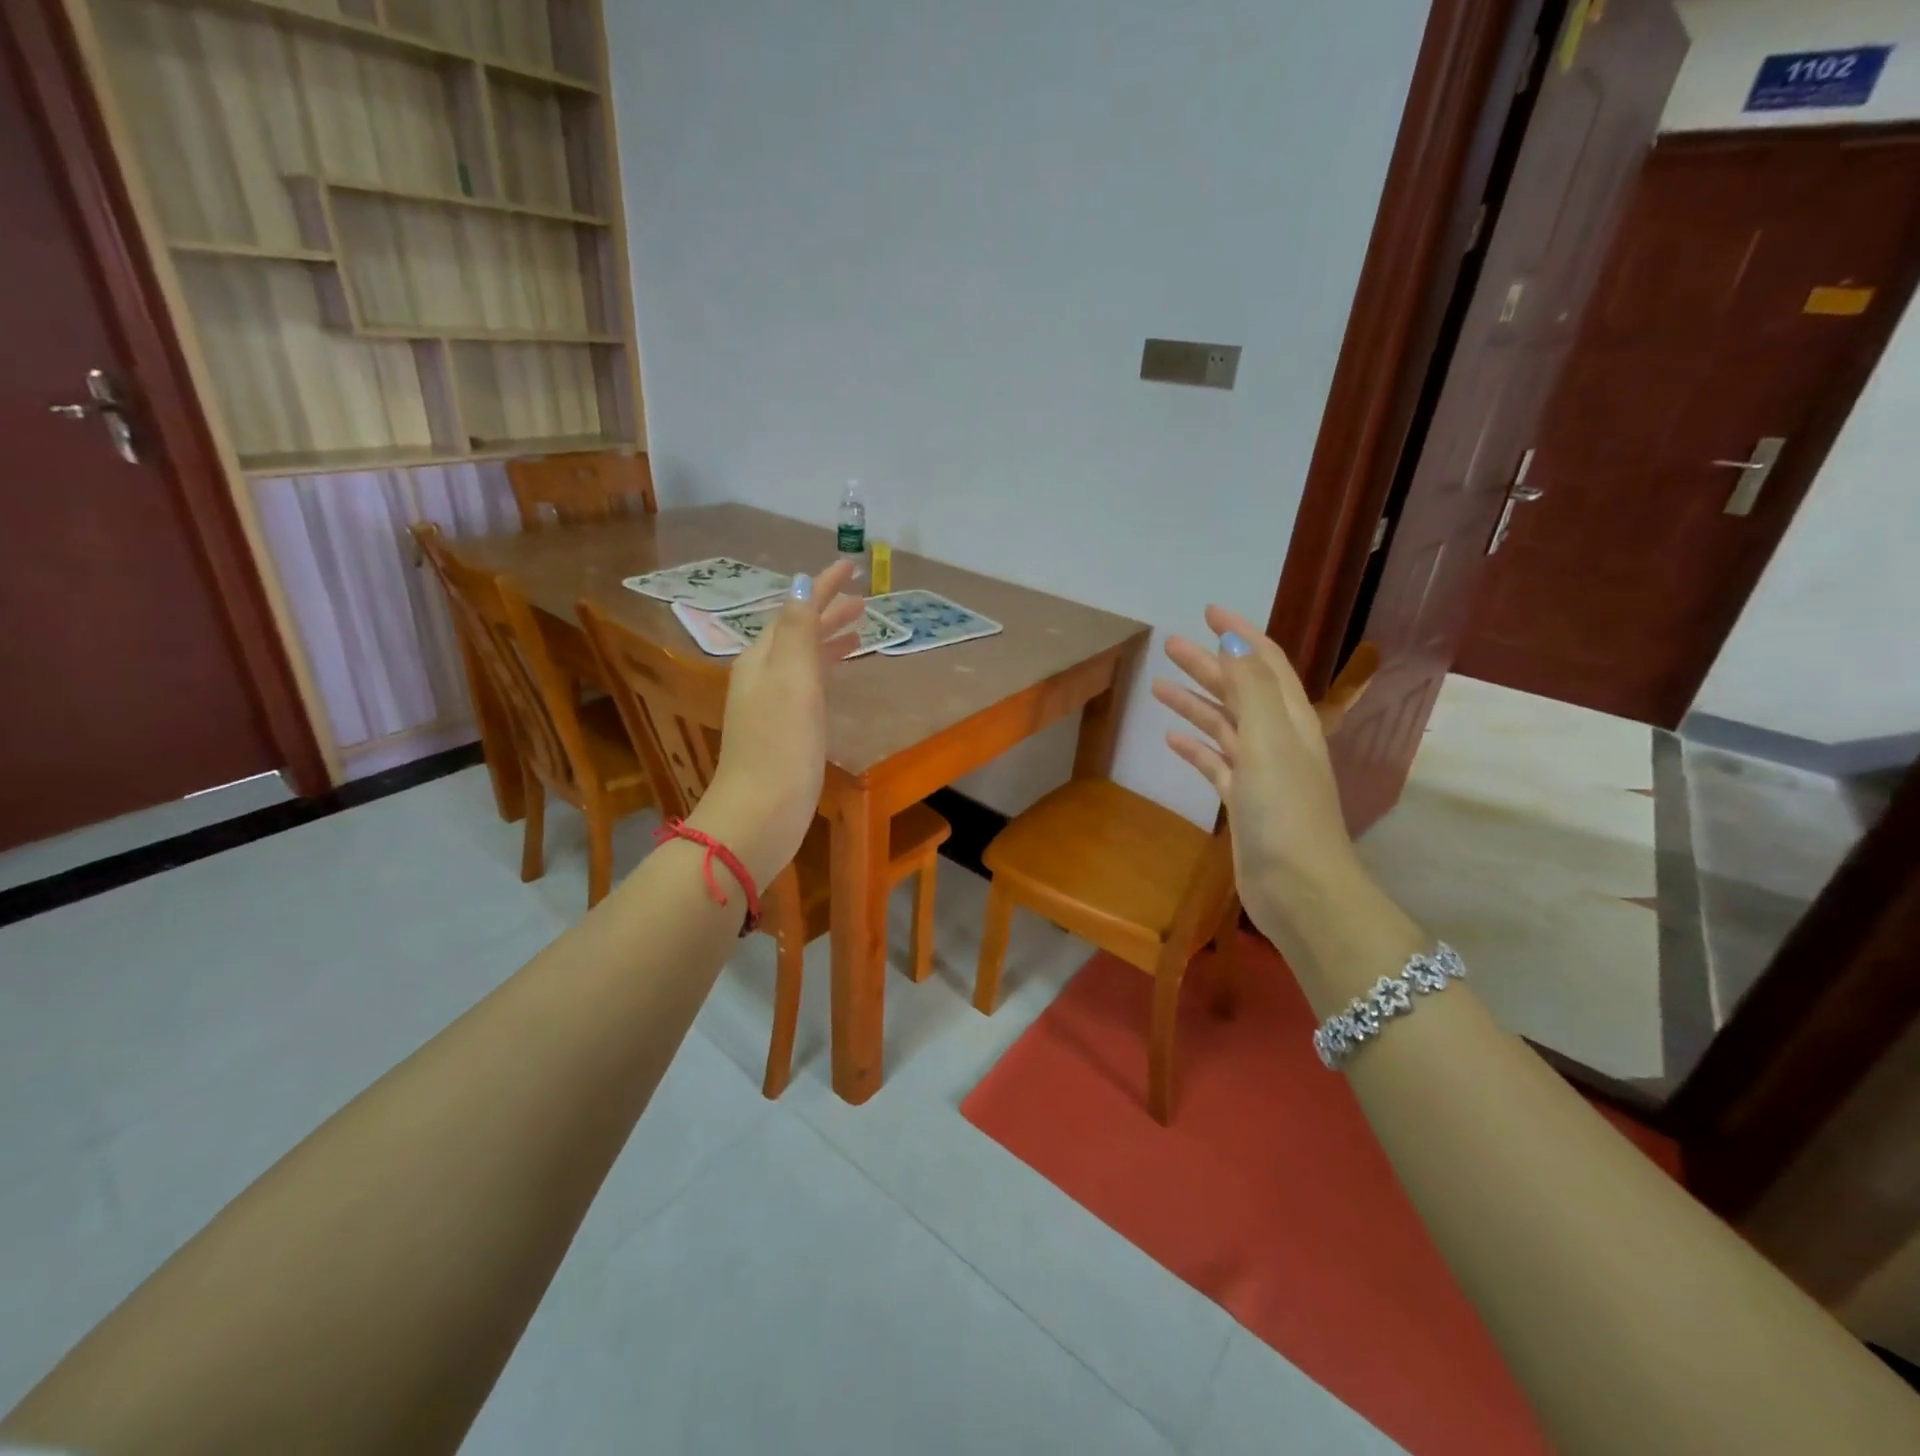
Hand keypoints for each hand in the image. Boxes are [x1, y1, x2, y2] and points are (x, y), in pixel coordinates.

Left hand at [692, 560, 863, 884]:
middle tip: (863, 601)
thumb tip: (799, 583)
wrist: (761, 811)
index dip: (822, 586)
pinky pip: (807, 683)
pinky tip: (838, 674)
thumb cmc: (781, 744)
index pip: (795, 609)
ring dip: (829, 639)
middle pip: (797, 631)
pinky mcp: (783, 730)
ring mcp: (771, 704)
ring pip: (803, 657)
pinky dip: (826, 668)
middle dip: (828, 611)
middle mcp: (762, 675)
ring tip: (860, 631)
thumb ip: (797, 631)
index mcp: (762, 657)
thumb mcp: (791, 679)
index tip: (851, 565)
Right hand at [1152, 607, 1367, 947]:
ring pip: (1224, 725)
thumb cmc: (1285, 810)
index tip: (1207, 612)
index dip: (1239, 635)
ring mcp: (1261, 772)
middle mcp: (1278, 739)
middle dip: (1208, 665)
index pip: (1265, 663)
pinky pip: (1216, 763)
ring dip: (1196, 703)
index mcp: (1290, 719)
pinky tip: (1172, 739)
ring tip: (1159, 686)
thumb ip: (1250, 688)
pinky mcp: (1243, 802)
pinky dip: (1196, 747)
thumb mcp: (1269, 740)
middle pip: (1239, 690)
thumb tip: (1231, 642)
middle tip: (1169, 645)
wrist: (1300, 888)